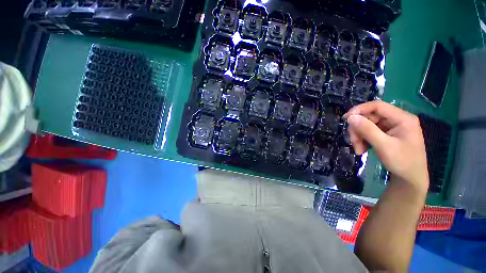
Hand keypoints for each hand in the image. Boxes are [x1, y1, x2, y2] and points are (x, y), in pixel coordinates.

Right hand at [343, 101, 428, 192]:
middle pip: (370, 117)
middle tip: (353, 142)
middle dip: (359, 129)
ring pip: (367, 125)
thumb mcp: (384, 146)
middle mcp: (397, 120)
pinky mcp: (387, 134)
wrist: (410, 179)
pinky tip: (362, 149)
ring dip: (359, 136)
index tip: (346, 119)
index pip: (377, 106)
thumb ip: (367, 130)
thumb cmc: (402, 162)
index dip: (360, 110)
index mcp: (402, 118)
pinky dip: (363, 140)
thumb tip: (350, 117)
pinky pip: (369, 132)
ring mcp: (392, 127)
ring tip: (358, 150)